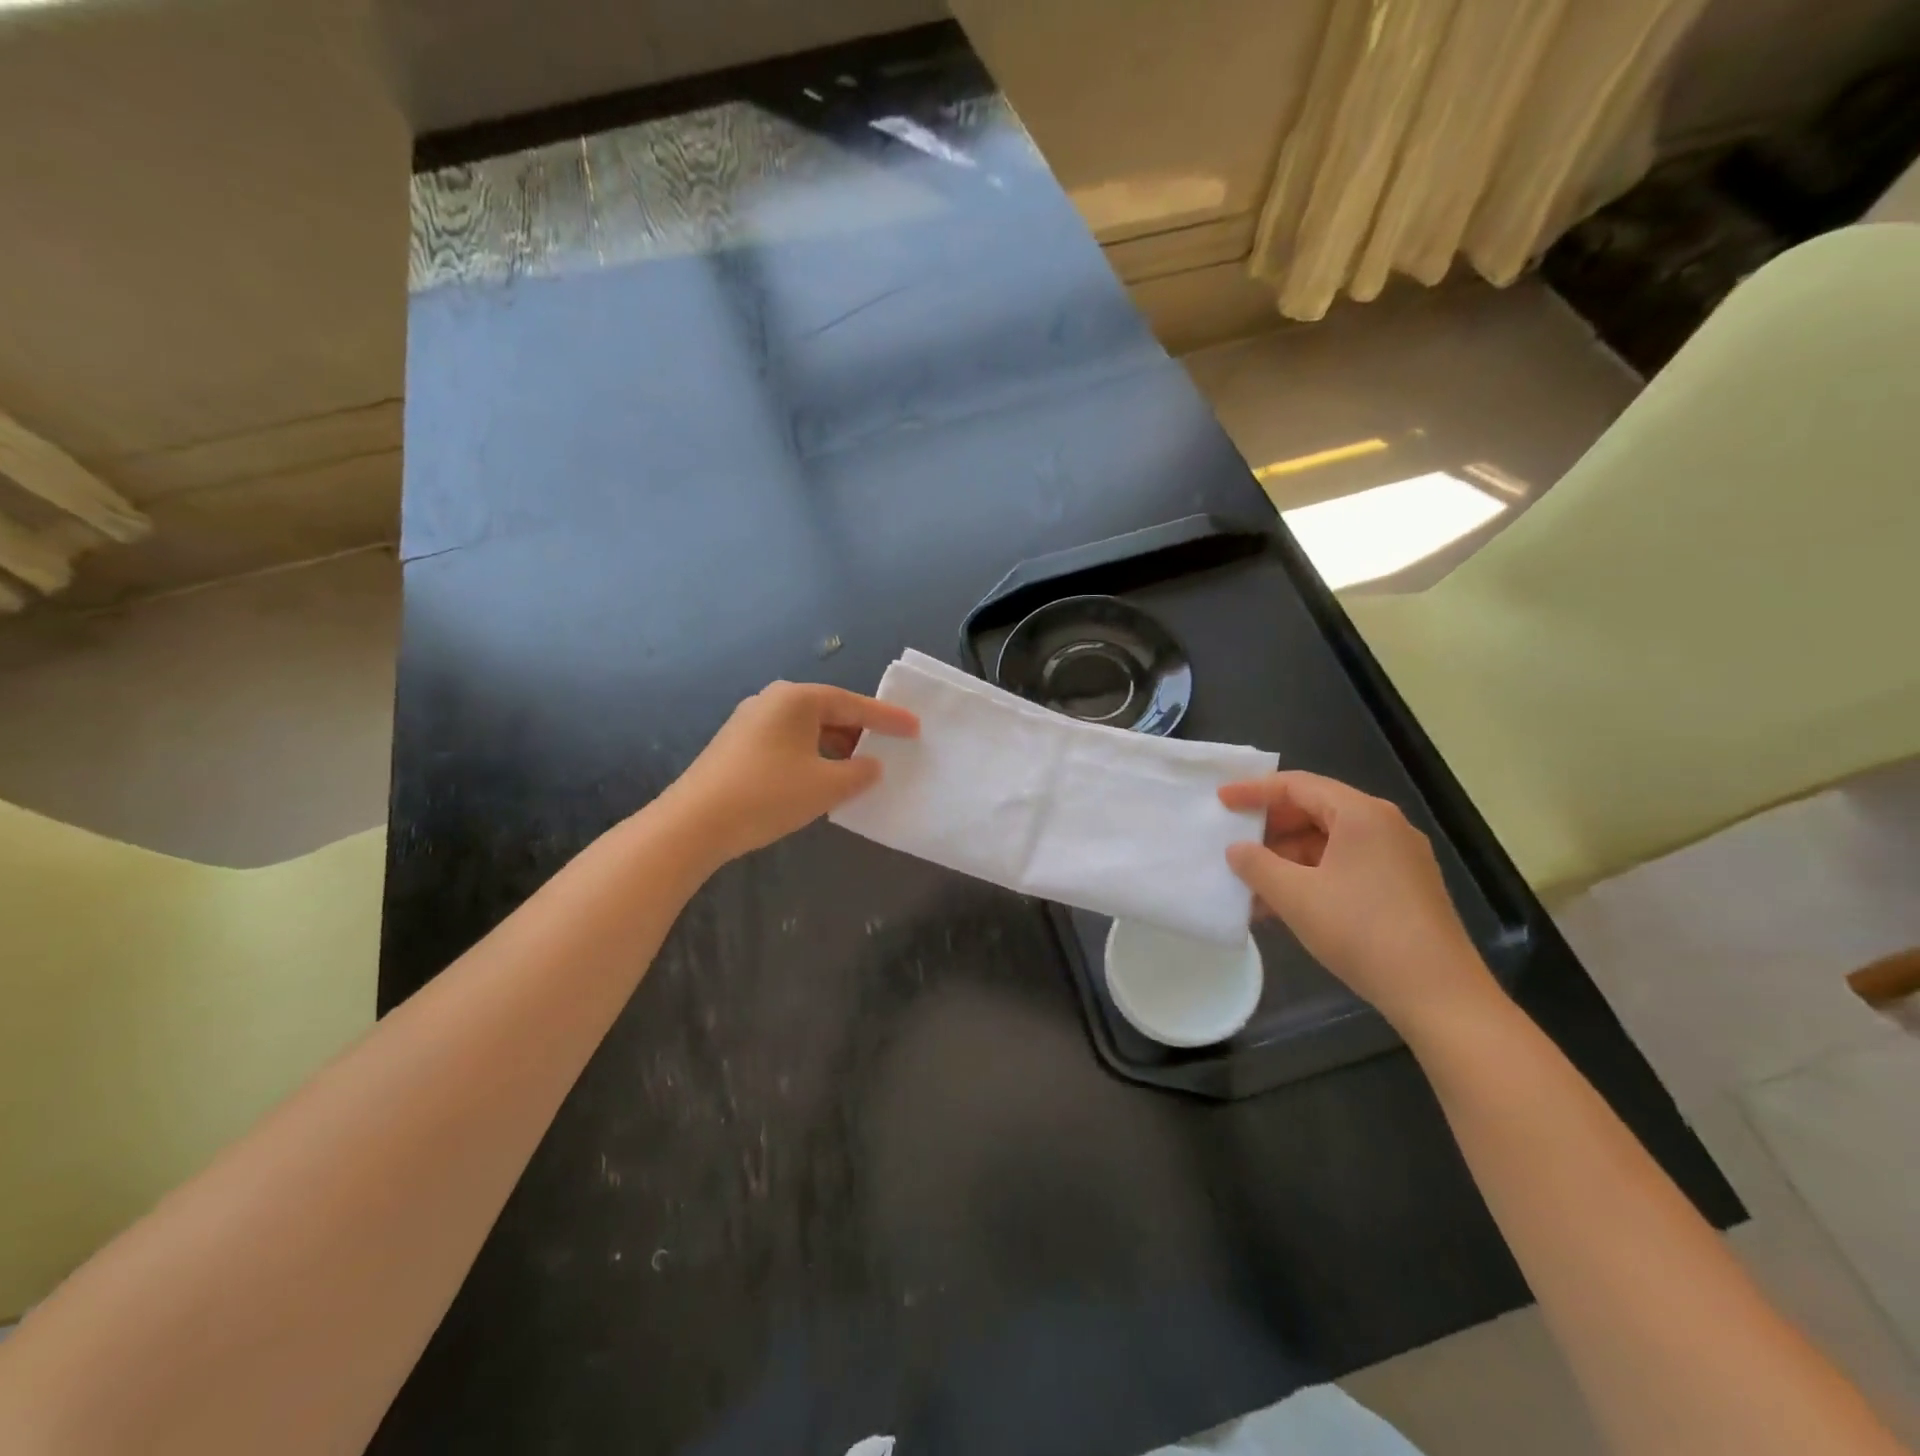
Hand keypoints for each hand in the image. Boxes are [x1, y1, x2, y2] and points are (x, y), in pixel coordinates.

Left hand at [663, 681, 917, 864]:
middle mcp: (772, 701)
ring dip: (835, 748)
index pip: (853, 704)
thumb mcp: (825, 786)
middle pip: (828, 712)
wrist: (693, 824)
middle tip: (888, 749)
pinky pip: (788, 744)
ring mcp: (749, 722)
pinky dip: (812, 757)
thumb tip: (871, 764)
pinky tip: (821, 780)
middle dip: (860, 732)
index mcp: (796, 699)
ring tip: (859, 769)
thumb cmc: (767, 795)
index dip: (887, 719)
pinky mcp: (736, 746)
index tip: (915, 728)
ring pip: (807, 730)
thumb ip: (859, 772)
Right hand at [1218, 771, 1496, 1030]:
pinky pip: (1347, 864)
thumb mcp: (1295, 897)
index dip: (1254, 791)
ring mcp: (1399, 856)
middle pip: (1315, 809)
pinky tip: (1286, 904)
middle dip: (1271, 827)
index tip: (1221, 801)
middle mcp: (1384, 825)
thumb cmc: (1362, 932)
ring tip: (1253, 884)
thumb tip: (1236, 849)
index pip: (1297, 785)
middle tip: (1235, 842)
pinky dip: (1312, 875)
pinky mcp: (1404, 886)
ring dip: (1288, 858)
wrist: (1439, 994)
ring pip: (1330, 841)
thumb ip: (1257, 865)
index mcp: (1361, 814)